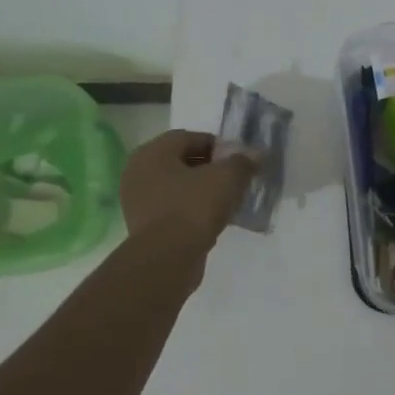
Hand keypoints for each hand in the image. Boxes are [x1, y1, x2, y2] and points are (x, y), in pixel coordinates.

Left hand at [119, 130, 255, 258]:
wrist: (167, 257)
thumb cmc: (193, 207)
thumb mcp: (227, 178)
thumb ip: (243, 162)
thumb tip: (256, 154)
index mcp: (152, 152)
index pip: (189, 137)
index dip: (218, 146)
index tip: (239, 160)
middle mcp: (138, 171)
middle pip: (181, 162)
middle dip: (210, 168)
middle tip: (235, 179)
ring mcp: (137, 200)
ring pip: (177, 186)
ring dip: (201, 190)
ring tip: (227, 201)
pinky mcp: (144, 225)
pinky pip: (173, 208)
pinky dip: (191, 209)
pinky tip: (211, 219)